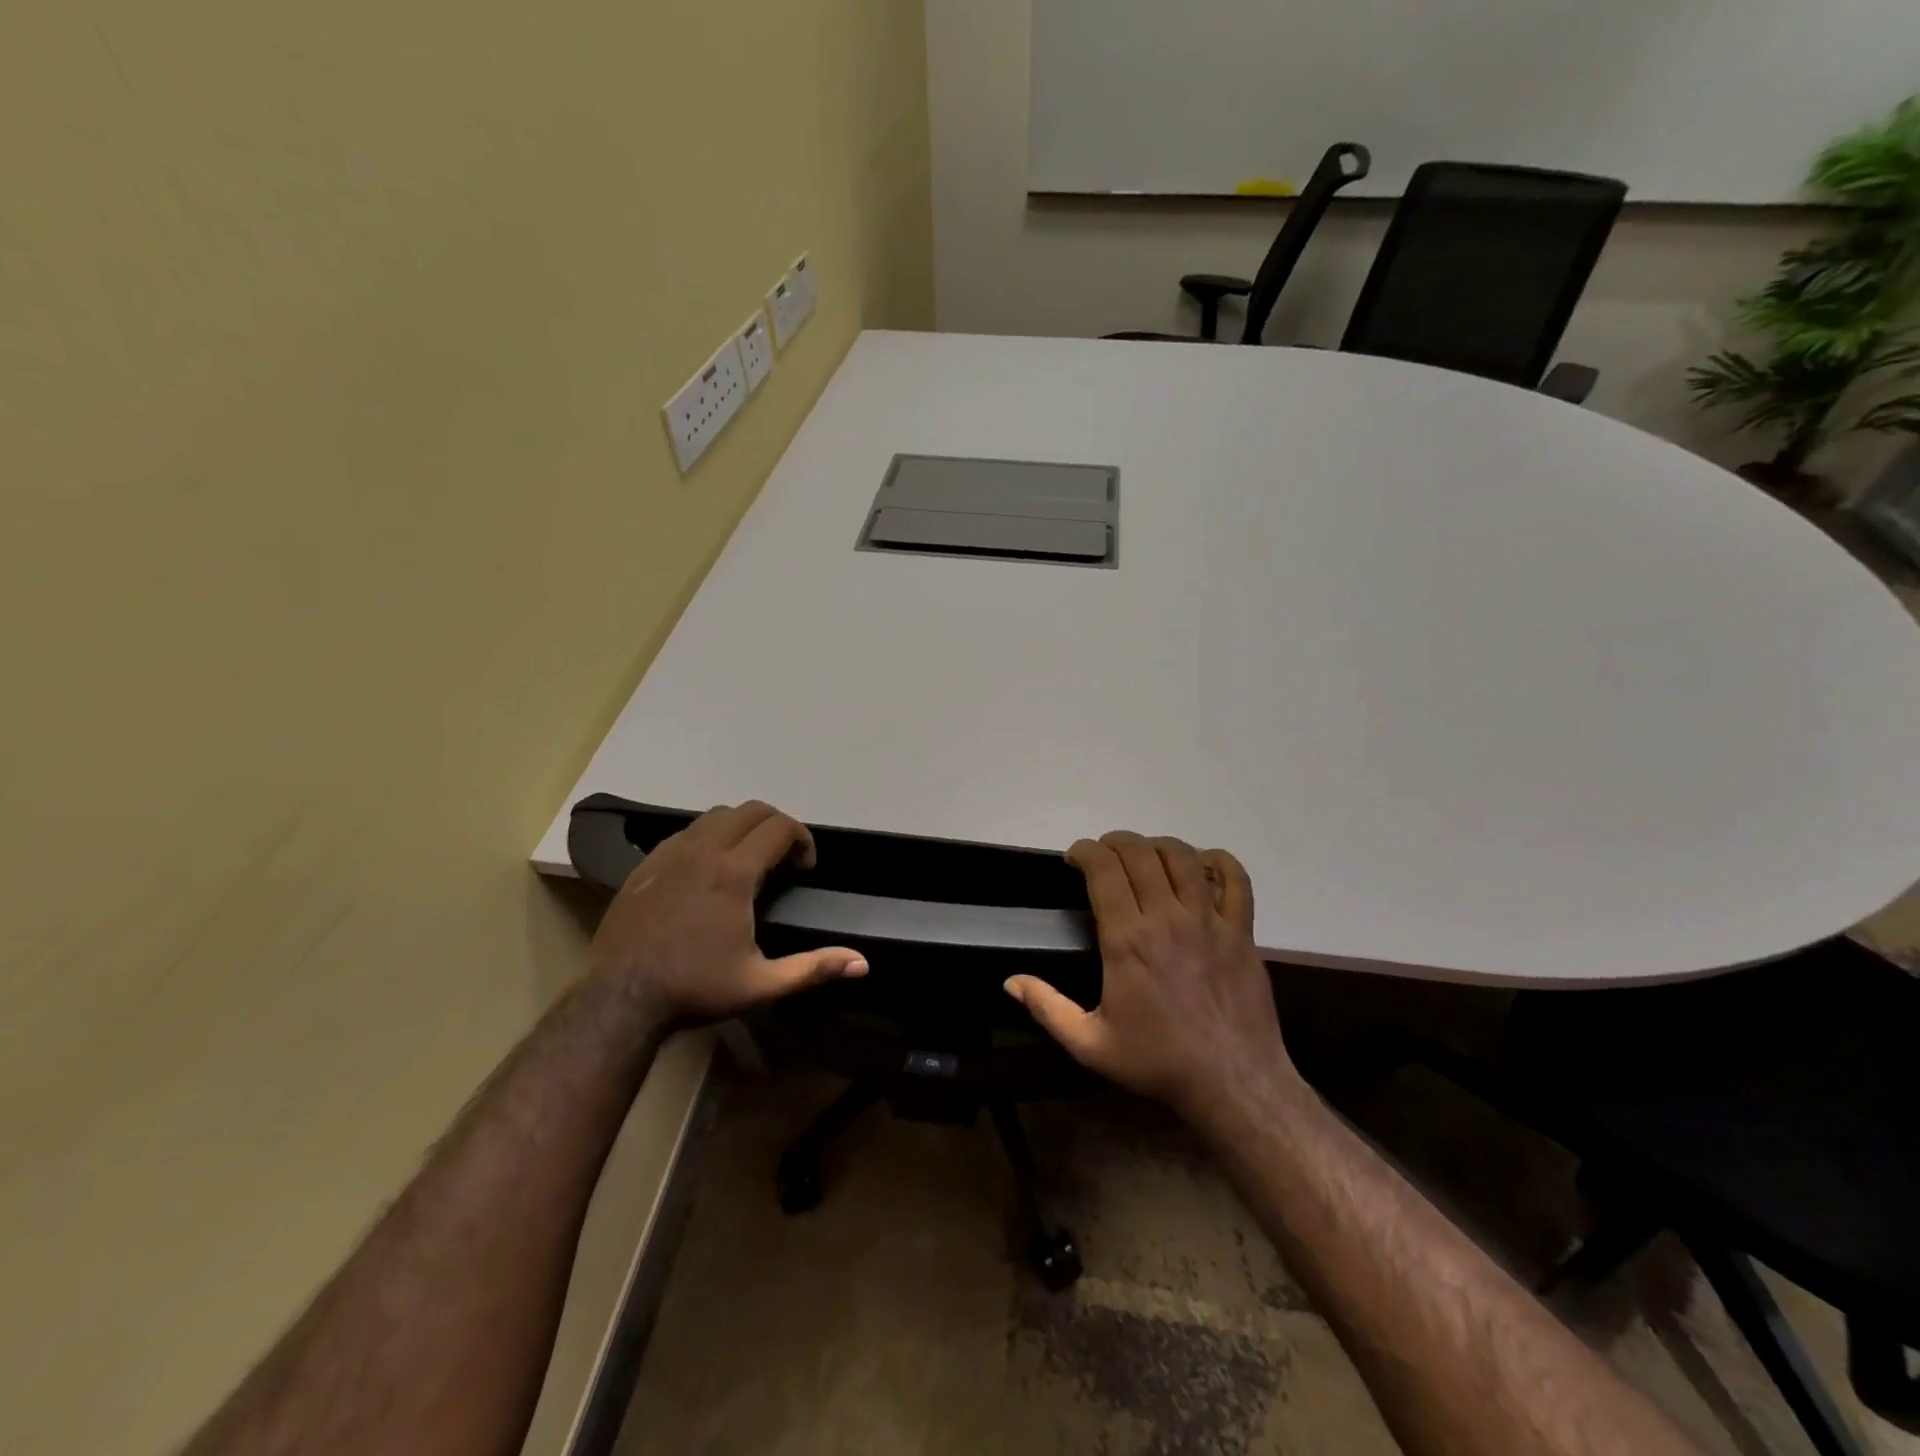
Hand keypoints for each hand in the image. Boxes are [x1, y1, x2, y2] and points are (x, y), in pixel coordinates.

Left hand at [589, 801, 866, 1022]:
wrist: (619, 997)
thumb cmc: (695, 988)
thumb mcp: (761, 984)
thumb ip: (813, 968)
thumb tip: (863, 963)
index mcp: (734, 873)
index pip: (780, 827)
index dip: (803, 839)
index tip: (805, 867)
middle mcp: (704, 850)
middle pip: (752, 810)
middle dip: (778, 825)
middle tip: (785, 859)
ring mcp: (671, 852)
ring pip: (718, 815)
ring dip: (743, 827)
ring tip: (749, 860)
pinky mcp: (648, 863)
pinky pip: (688, 831)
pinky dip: (710, 836)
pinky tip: (708, 870)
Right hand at [1005, 831, 1296, 1123]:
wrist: (1233, 1083)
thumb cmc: (1158, 1062)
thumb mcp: (1090, 1045)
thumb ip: (1048, 1008)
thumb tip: (1010, 981)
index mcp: (1127, 940)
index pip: (1104, 870)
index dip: (1085, 851)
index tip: (1075, 857)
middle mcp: (1167, 919)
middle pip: (1140, 854)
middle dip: (1115, 842)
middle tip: (1104, 854)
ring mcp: (1208, 921)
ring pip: (1183, 858)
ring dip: (1158, 846)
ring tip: (1146, 855)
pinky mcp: (1241, 931)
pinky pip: (1236, 881)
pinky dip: (1219, 862)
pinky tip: (1203, 864)